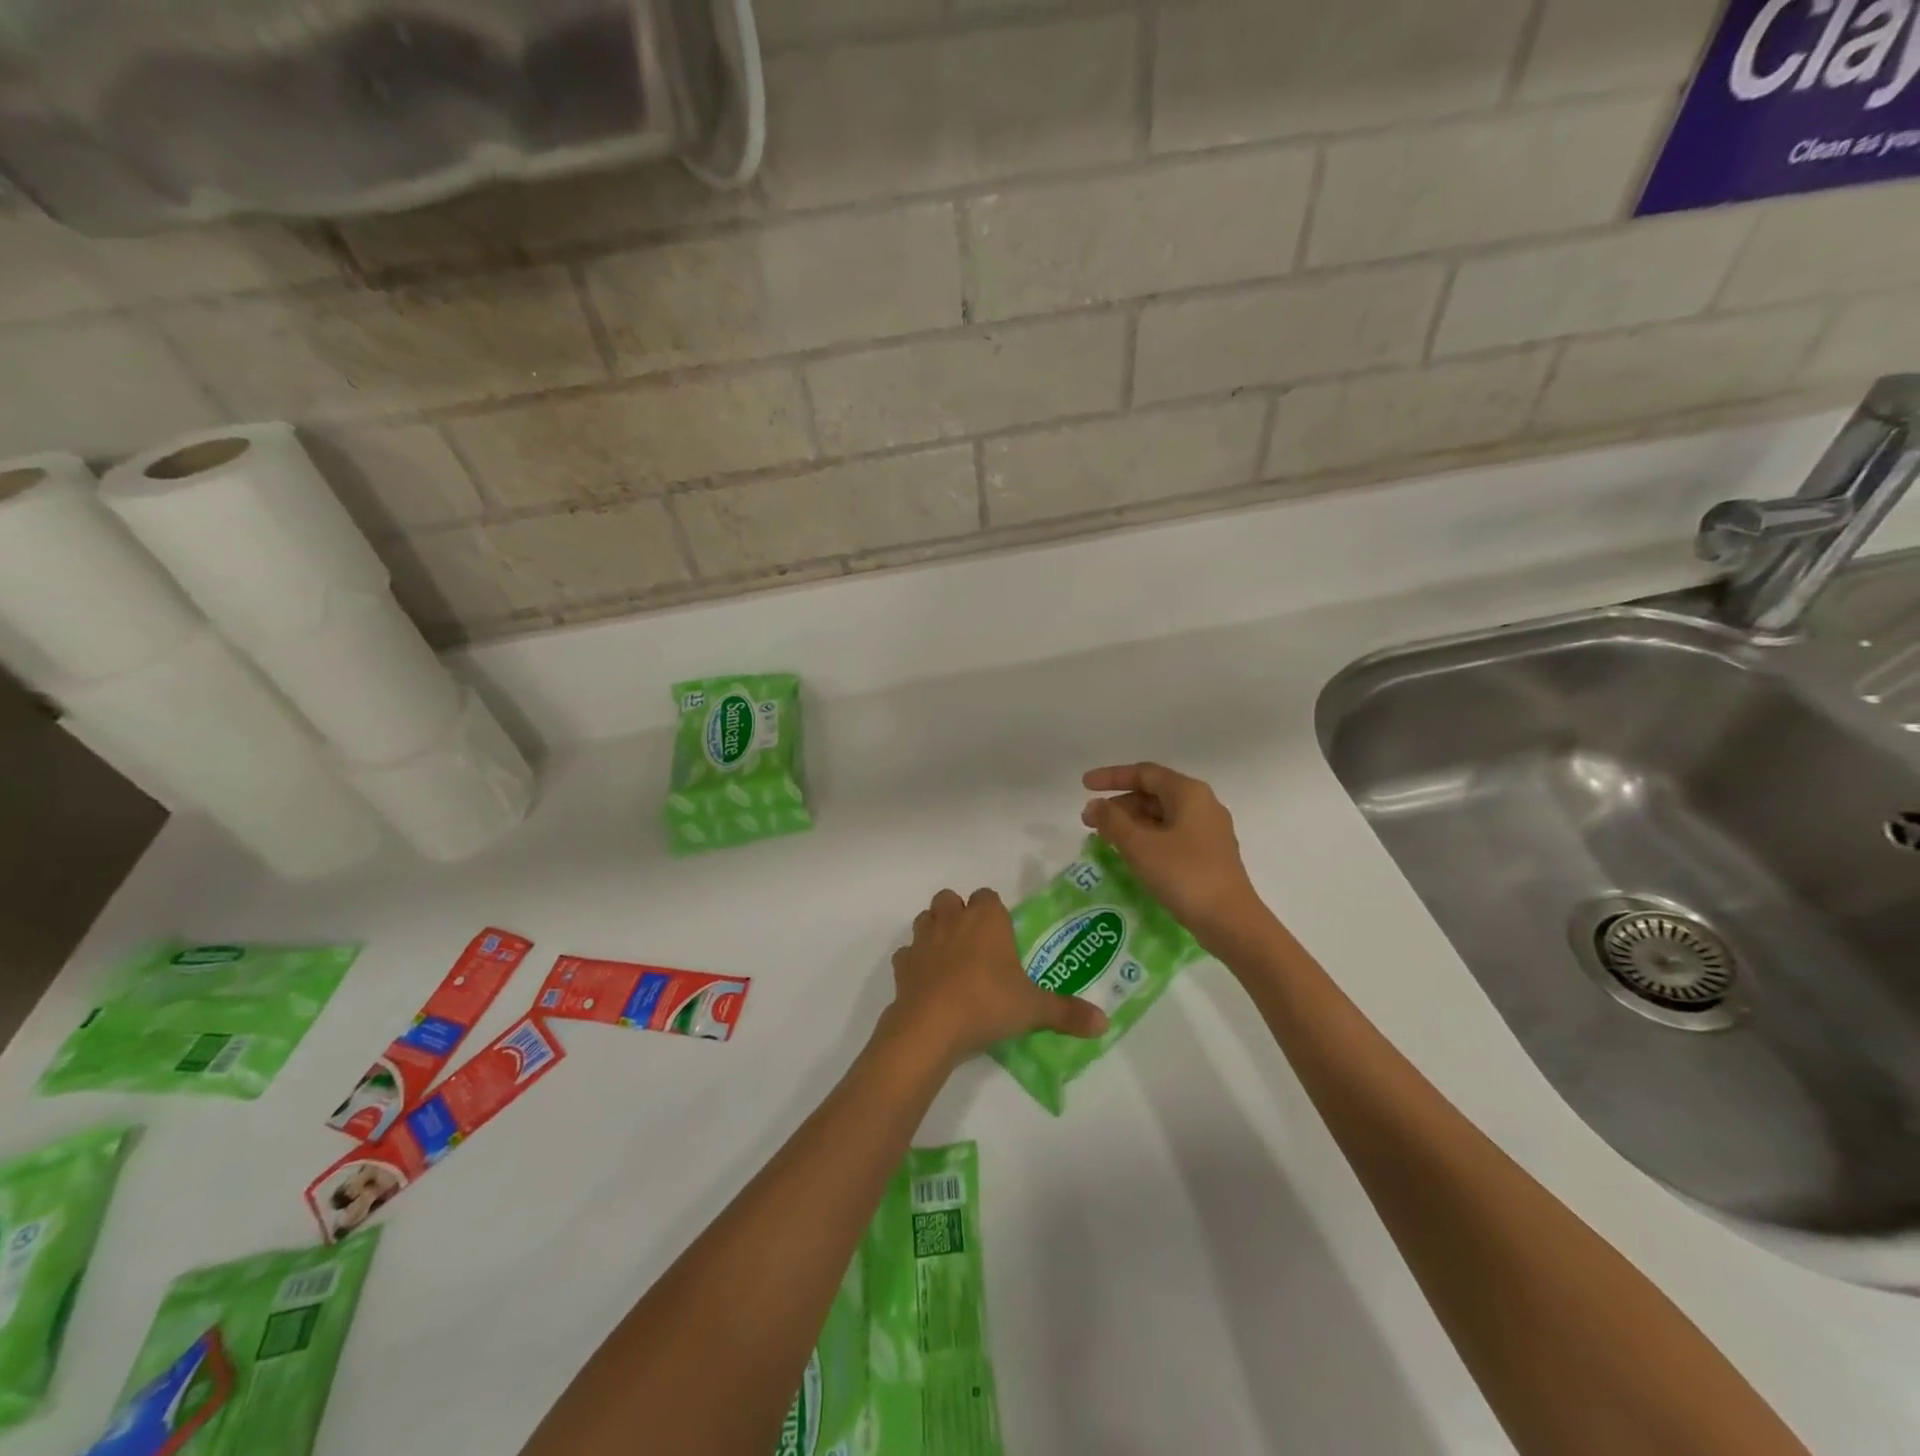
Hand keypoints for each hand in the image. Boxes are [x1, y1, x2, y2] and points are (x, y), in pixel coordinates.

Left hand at [886, 888, 1107, 1064]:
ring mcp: (923, 939)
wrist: (932, 1025)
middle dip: (960, 914)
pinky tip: (927, 982)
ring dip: (935, 931)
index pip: (989, 896)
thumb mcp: (1034, 1009)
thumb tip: (1104, 1023)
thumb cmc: (988, 1004)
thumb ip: (1067, 1012)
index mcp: (987, 919)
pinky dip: (915, 962)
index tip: (1003, 937)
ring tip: (950, 959)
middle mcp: (953, 919)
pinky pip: (907, 954)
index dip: (994, 913)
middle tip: (976, 946)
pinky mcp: (902, 963)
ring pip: (926, 918)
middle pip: (951, 899)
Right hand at [1081, 762, 1266, 952]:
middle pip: (1153, 794)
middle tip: (1090, 820)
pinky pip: (1171, 835)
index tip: (1084, 785)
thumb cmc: (1184, 874)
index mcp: (1189, 793)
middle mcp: (1202, 805)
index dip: (1111, 777)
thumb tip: (1094, 806)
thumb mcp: (1140, 845)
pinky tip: (1130, 854)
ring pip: (1162, 816)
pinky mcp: (1209, 855)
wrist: (1230, 921)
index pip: (1144, 773)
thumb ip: (1112, 821)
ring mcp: (1208, 831)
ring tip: (1104, 838)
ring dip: (1131, 823)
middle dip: (1119, 804)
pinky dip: (1146, 838)